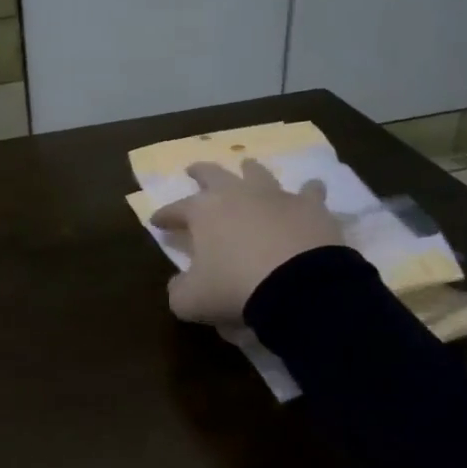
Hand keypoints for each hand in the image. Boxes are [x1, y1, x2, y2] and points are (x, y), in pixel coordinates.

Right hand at [151, 161, 343, 324]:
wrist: (300, 286)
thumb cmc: (235, 289)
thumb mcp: (192, 300)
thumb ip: (179, 291)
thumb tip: (178, 284)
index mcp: (203, 212)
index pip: (175, 210)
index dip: (164, 216)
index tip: (156, 221)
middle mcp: (236, 194)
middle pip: (212, 174)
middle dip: (199, 172)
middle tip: (193, 170)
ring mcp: (275, 196)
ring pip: (258, 173)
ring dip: (250, 170)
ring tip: (248, 167)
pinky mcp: (310, 206)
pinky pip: (309, 191)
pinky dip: (308, 191)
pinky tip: (310, 189)